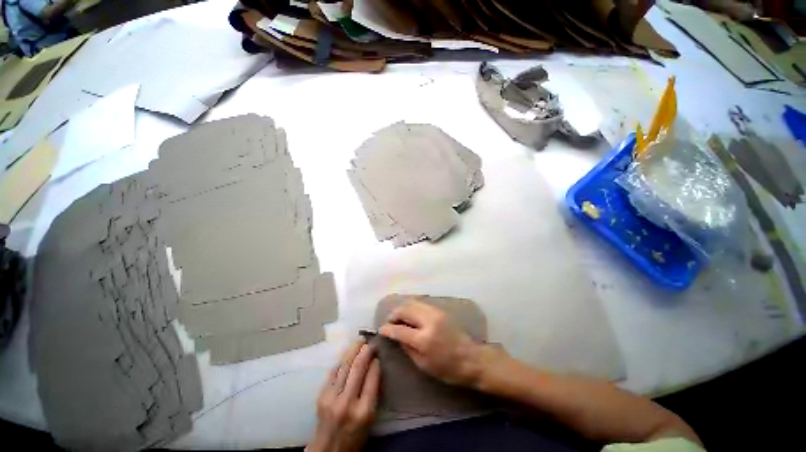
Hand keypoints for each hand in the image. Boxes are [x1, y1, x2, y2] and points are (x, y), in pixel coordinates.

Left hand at [308, 340, 380, 451]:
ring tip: (359, 340)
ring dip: (352, 350)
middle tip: (369, 341)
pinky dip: (341, 360)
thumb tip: (374, 365)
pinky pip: (333, 372)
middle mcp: (347, 402)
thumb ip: (373, 392)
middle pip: (357, 368)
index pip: (372, 378)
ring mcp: (332, 398)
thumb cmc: (355, 435)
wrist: (328, 449)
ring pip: (344, 366)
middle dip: (364, 351)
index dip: (375, 362)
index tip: (378, 351)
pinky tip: (346, 353)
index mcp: (364, 411)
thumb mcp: (370, 417)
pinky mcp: (321, 395)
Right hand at [379, 300, 497, 386]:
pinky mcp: (440, 310)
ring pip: (412, 303)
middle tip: (390, 322)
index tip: (382, 329)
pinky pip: (420, 304)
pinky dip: (411, 307)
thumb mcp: (423, 364)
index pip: (400, 329)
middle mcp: (428, 321)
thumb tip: (395, 335)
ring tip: (398, 318)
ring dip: (402, 309)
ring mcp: (435, 312)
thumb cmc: (447, 368)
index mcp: (424, 339)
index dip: (388, 329)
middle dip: (394, 314)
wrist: (471, 358)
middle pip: (405, 310)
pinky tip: (410, 315)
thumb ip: (407, 348)